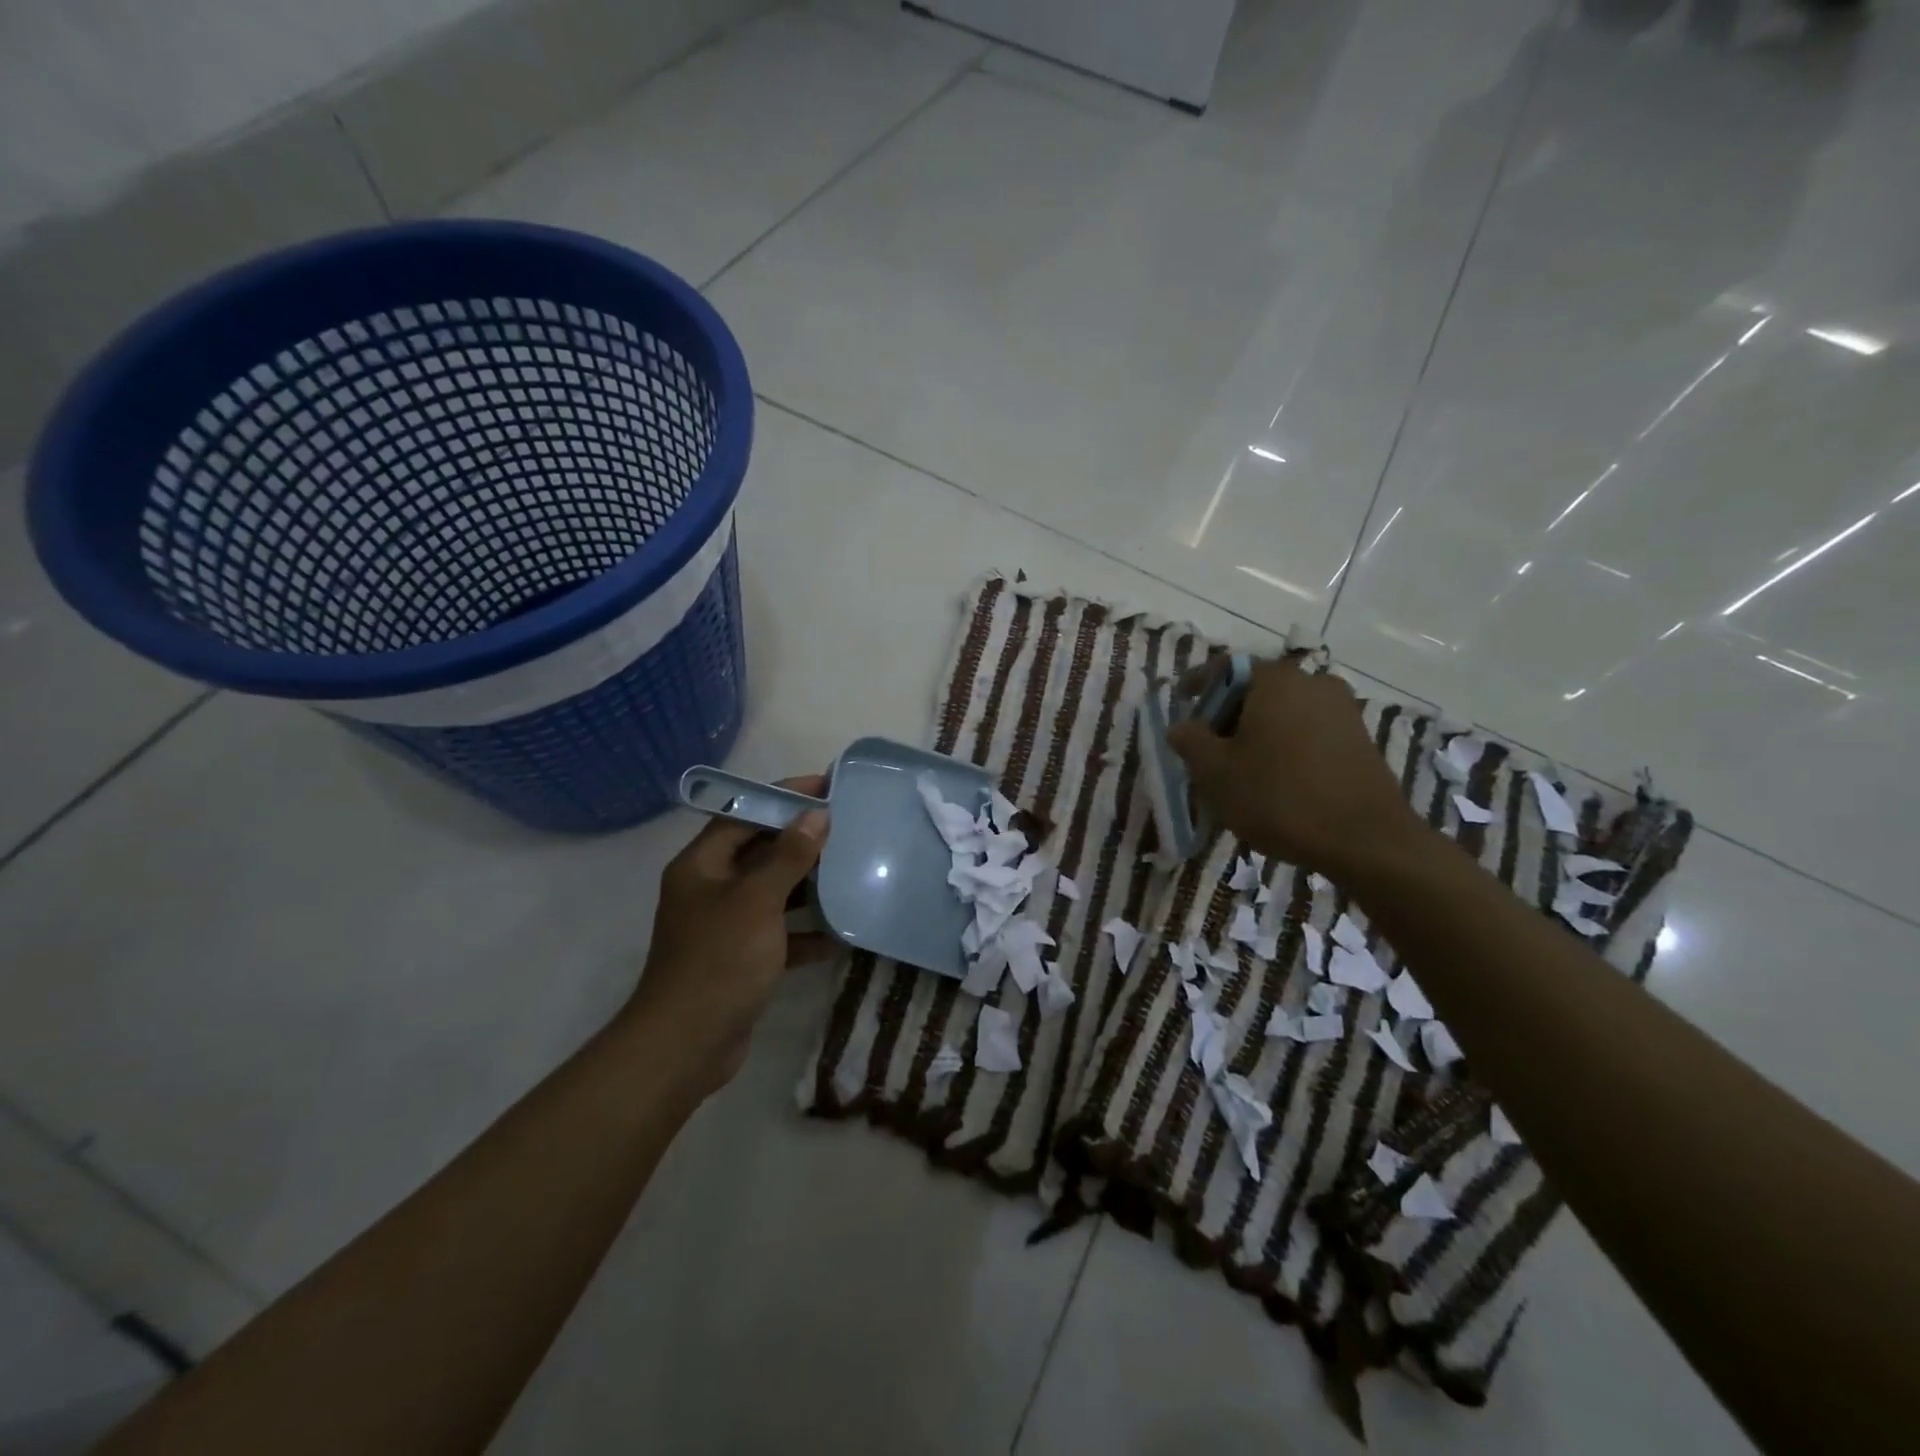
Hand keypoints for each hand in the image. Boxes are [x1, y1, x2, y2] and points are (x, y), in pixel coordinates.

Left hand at [625, 774, 836, 1095]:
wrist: (686, 1047)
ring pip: (772, 892)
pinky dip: (805, 932)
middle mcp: (710, 889)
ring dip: (808, 886)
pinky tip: (840, 935)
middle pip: (760, 851)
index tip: (826, 787)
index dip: (784, 797)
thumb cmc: (719, 961)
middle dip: (801, 841)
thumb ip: (788, 856)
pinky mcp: (741, 958)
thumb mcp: (757, 901)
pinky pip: (779, 933)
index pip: (745, 814)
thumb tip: (816, 816)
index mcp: (702, 865)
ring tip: (850, 872)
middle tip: (847, 829)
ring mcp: (725, 925)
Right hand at [1166, 658, 1428, 881]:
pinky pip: (1307, 731)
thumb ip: (1190, 741)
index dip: (1197, 684)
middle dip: (1226, 714)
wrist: (1366, 841)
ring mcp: (1342, 710)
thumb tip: (1181, 726)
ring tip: (1238, 768)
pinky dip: (1284, 745)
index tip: (1181, 704)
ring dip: (1256, 732)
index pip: (1225, 667)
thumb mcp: (1216, 772)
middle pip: (1256, 689)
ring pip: (1283, 712)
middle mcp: (1313, 683)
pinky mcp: (1358, 739)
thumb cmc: (1279, 797)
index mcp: (1275, 680)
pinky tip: (1274, 779)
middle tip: (1206, 746)